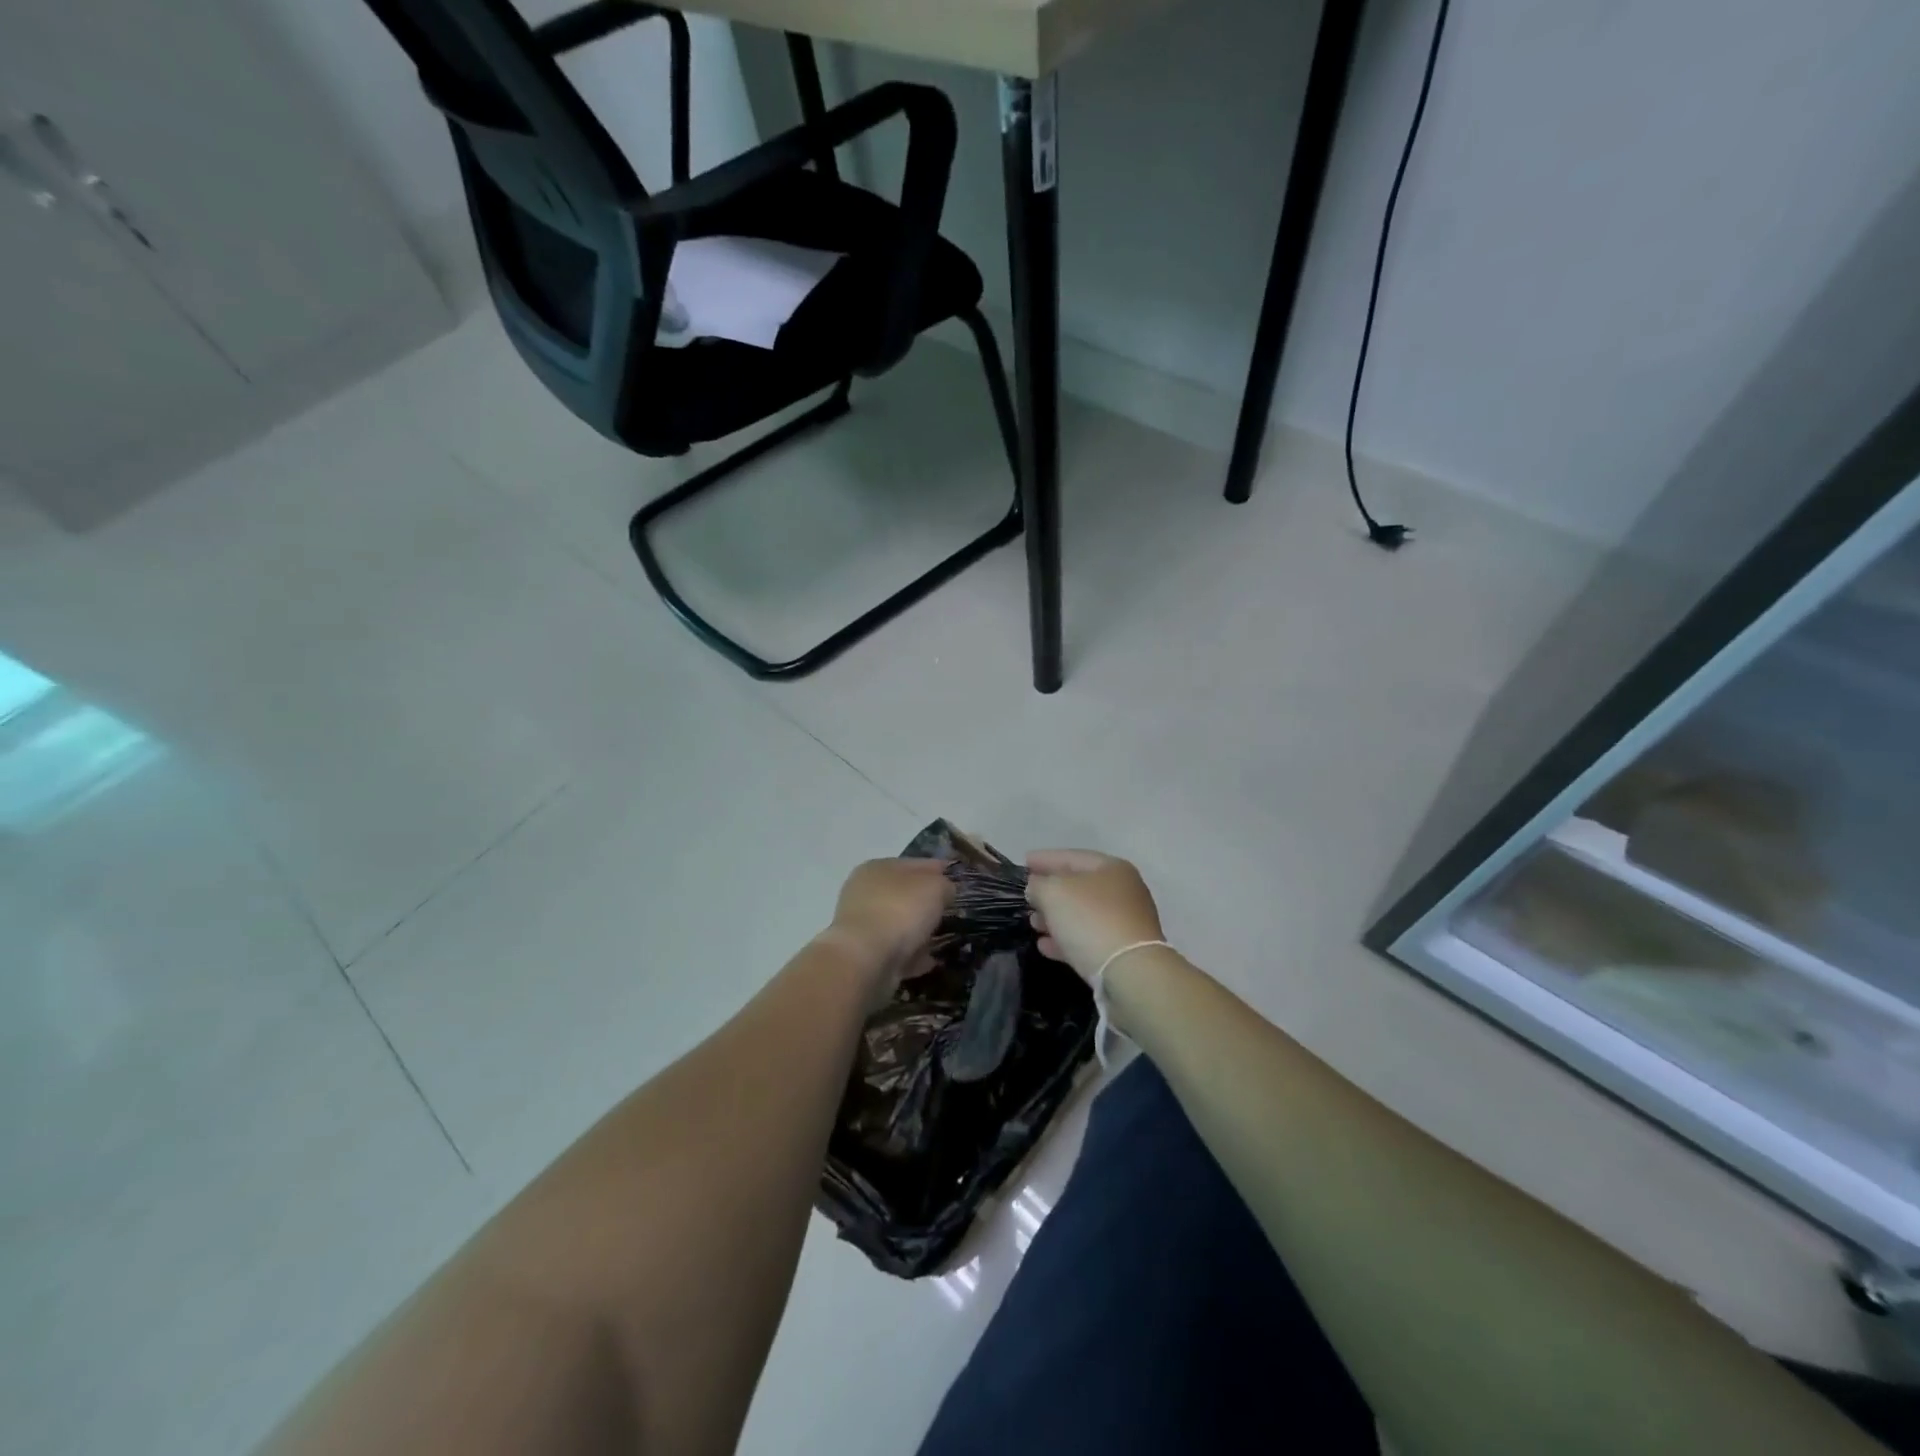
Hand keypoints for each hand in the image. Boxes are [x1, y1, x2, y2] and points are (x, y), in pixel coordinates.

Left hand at [819, 858, 951, 993]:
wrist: (866, 960)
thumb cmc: (900, 911)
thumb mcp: (934, 887)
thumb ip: (944, 885)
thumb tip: (945, 890)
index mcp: (878, 867)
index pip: (915, 863)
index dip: (938, 869)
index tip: (958, 879)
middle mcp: (865, 893)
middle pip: (904, 894)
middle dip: (927, 902)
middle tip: (951, 910)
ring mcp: (863, 925)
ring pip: (899, 923)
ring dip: (918, 930)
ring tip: (943, 937)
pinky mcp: (865, 955)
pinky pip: (896, 951)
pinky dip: (912, 954)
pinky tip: (930, 960)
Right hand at [1025, 849, 1164, 983]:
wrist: (1130, 972)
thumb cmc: (1091, 920)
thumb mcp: (1054, 893)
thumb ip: (1039, 884)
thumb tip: (1037, 887)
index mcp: (1111, 868)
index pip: (1072, 857)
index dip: (1045, 858)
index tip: (1024, 862)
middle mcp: (1123, 892)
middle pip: (1078, 886)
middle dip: (1049, 891)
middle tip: (1027, 896)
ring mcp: (1125, 923)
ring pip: (1082, 915)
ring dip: (1055, 917)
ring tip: (1033, 923)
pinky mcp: (1122, 952)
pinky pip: (1088, 939)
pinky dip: (1066, 939)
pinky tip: (1045, 946)